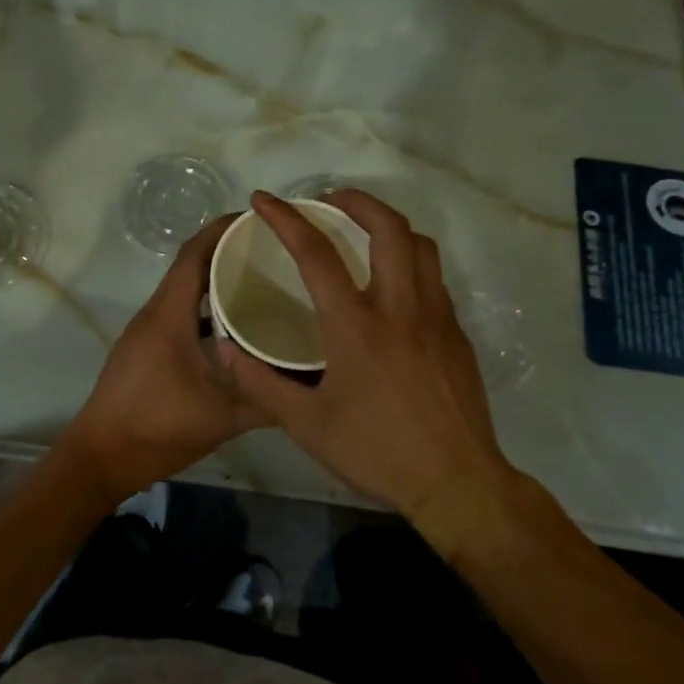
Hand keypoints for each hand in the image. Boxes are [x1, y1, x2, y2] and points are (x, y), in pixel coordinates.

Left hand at [56, 214, 267, 502]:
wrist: (101, 458)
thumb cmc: (158, 429)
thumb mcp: (222, 418)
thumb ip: (267, 400)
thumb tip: (311, 387)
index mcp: (169, 315)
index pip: (193, 254)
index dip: (221, 230)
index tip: (257, 220)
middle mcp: (154, 313)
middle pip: (189, 267)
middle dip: (226, 252)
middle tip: (271, 252)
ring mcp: (146, 331)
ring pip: (183, 292)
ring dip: (214, 281)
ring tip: (260, 284)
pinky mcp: (145, 349)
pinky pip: (178, 313)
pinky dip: (203, 309)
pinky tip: (232, 328)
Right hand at [216, 190, 512, 516]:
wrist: (458, 483)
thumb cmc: (377, 451)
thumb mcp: (305, 425)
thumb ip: (260, 383)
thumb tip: (225, 349)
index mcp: (356, 325)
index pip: (316, 254)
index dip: (286, 219)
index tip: (265, 200)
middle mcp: (400, 308)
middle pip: (388, 228)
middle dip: (357, 200)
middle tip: (329, 199)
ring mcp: (436, 317)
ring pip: (420, 247)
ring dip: (389, 226)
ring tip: (363, 232)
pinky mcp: (457, 335)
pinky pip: (434, 280)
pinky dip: (409, 263)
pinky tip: (391, 288)